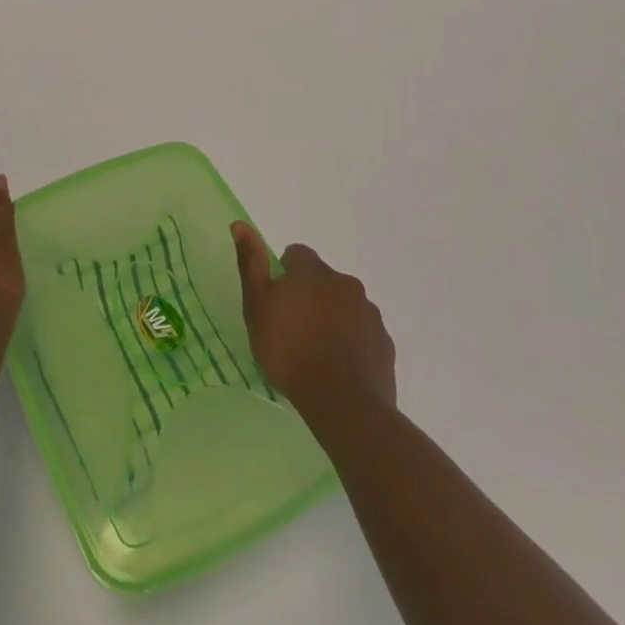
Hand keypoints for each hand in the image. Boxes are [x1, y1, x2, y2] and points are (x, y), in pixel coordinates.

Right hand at [232, 222, 395, 413]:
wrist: (342, 401)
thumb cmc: (289, 350)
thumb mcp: (257, 306)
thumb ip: (251, 264)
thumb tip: (240, 224)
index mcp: (313, 272)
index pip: (298, 255)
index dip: (285, 273)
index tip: (277, 299)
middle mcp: (345, 283)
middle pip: (323, 281)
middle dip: (310, 296)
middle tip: (293, 328)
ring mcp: (369, 312)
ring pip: (345, 306)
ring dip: (332, 318)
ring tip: (316, 351)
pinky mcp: (383, 341)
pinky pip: (363, 333)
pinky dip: (351, 341)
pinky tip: (338, 366)